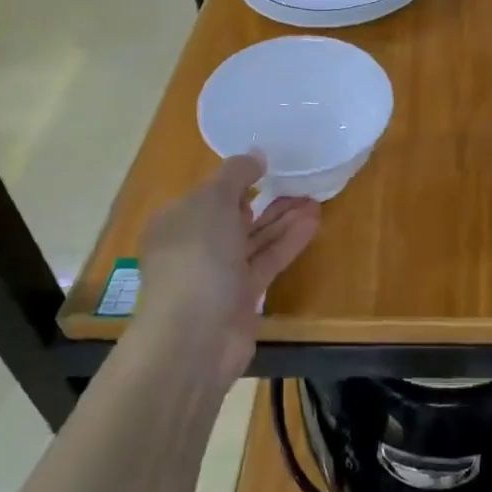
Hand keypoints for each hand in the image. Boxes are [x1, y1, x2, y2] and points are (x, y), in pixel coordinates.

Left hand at [132, 154, 319, 387]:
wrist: (195, 337)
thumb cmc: (197, 258)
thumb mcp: (213, 201)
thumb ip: (236, 174)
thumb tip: (256, 154)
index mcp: (175, 221)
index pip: (208, 195)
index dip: (237, 180)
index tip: (269, 167)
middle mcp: (194, 247)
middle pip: (235, 216)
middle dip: (267, 199)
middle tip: (301, 182)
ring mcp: (218, 274)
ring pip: (255, 239)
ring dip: (283, 219)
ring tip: (316, 200)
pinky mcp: (241, 296)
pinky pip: (266, 261)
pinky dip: (288, 242)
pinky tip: (313, 223)